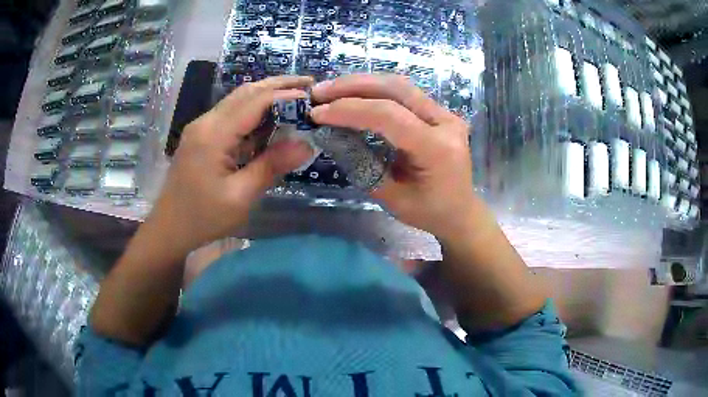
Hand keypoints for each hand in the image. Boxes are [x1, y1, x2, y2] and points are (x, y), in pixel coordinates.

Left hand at [148, 76, 314, 258]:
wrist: (169, 228)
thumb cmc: (203, 218)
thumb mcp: (240, 197)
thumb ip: (271, 166)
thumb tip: (307, 145)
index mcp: (213, 135)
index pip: (255, 102)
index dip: (286, 95)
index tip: (313, 97)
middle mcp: (206, 122)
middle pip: (246, 92)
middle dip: (278, 85)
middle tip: (310, 83)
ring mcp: (202, 127)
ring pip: (238, 100)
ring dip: (266, 94)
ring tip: (296, 94)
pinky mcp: (202, 136)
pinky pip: (231, 114)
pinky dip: (254, 110)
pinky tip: (270, 116)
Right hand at [311, 74, 480, 240]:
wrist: (461, 212)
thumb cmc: (429, 213)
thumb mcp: (392, 198)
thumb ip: (363, 164)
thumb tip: (332, 135)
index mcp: (437, 148)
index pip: (388, 116)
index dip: (349, 110)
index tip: (317, 113)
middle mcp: (445, 123)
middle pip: (396, 88)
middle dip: (353, 86)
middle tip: (319, 92)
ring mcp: (445, 114)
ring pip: (400, 85)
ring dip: (362, 84)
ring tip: (331, 90)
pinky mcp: (439, 113)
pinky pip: (404, 94)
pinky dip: (375, 91)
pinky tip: (354, 95)